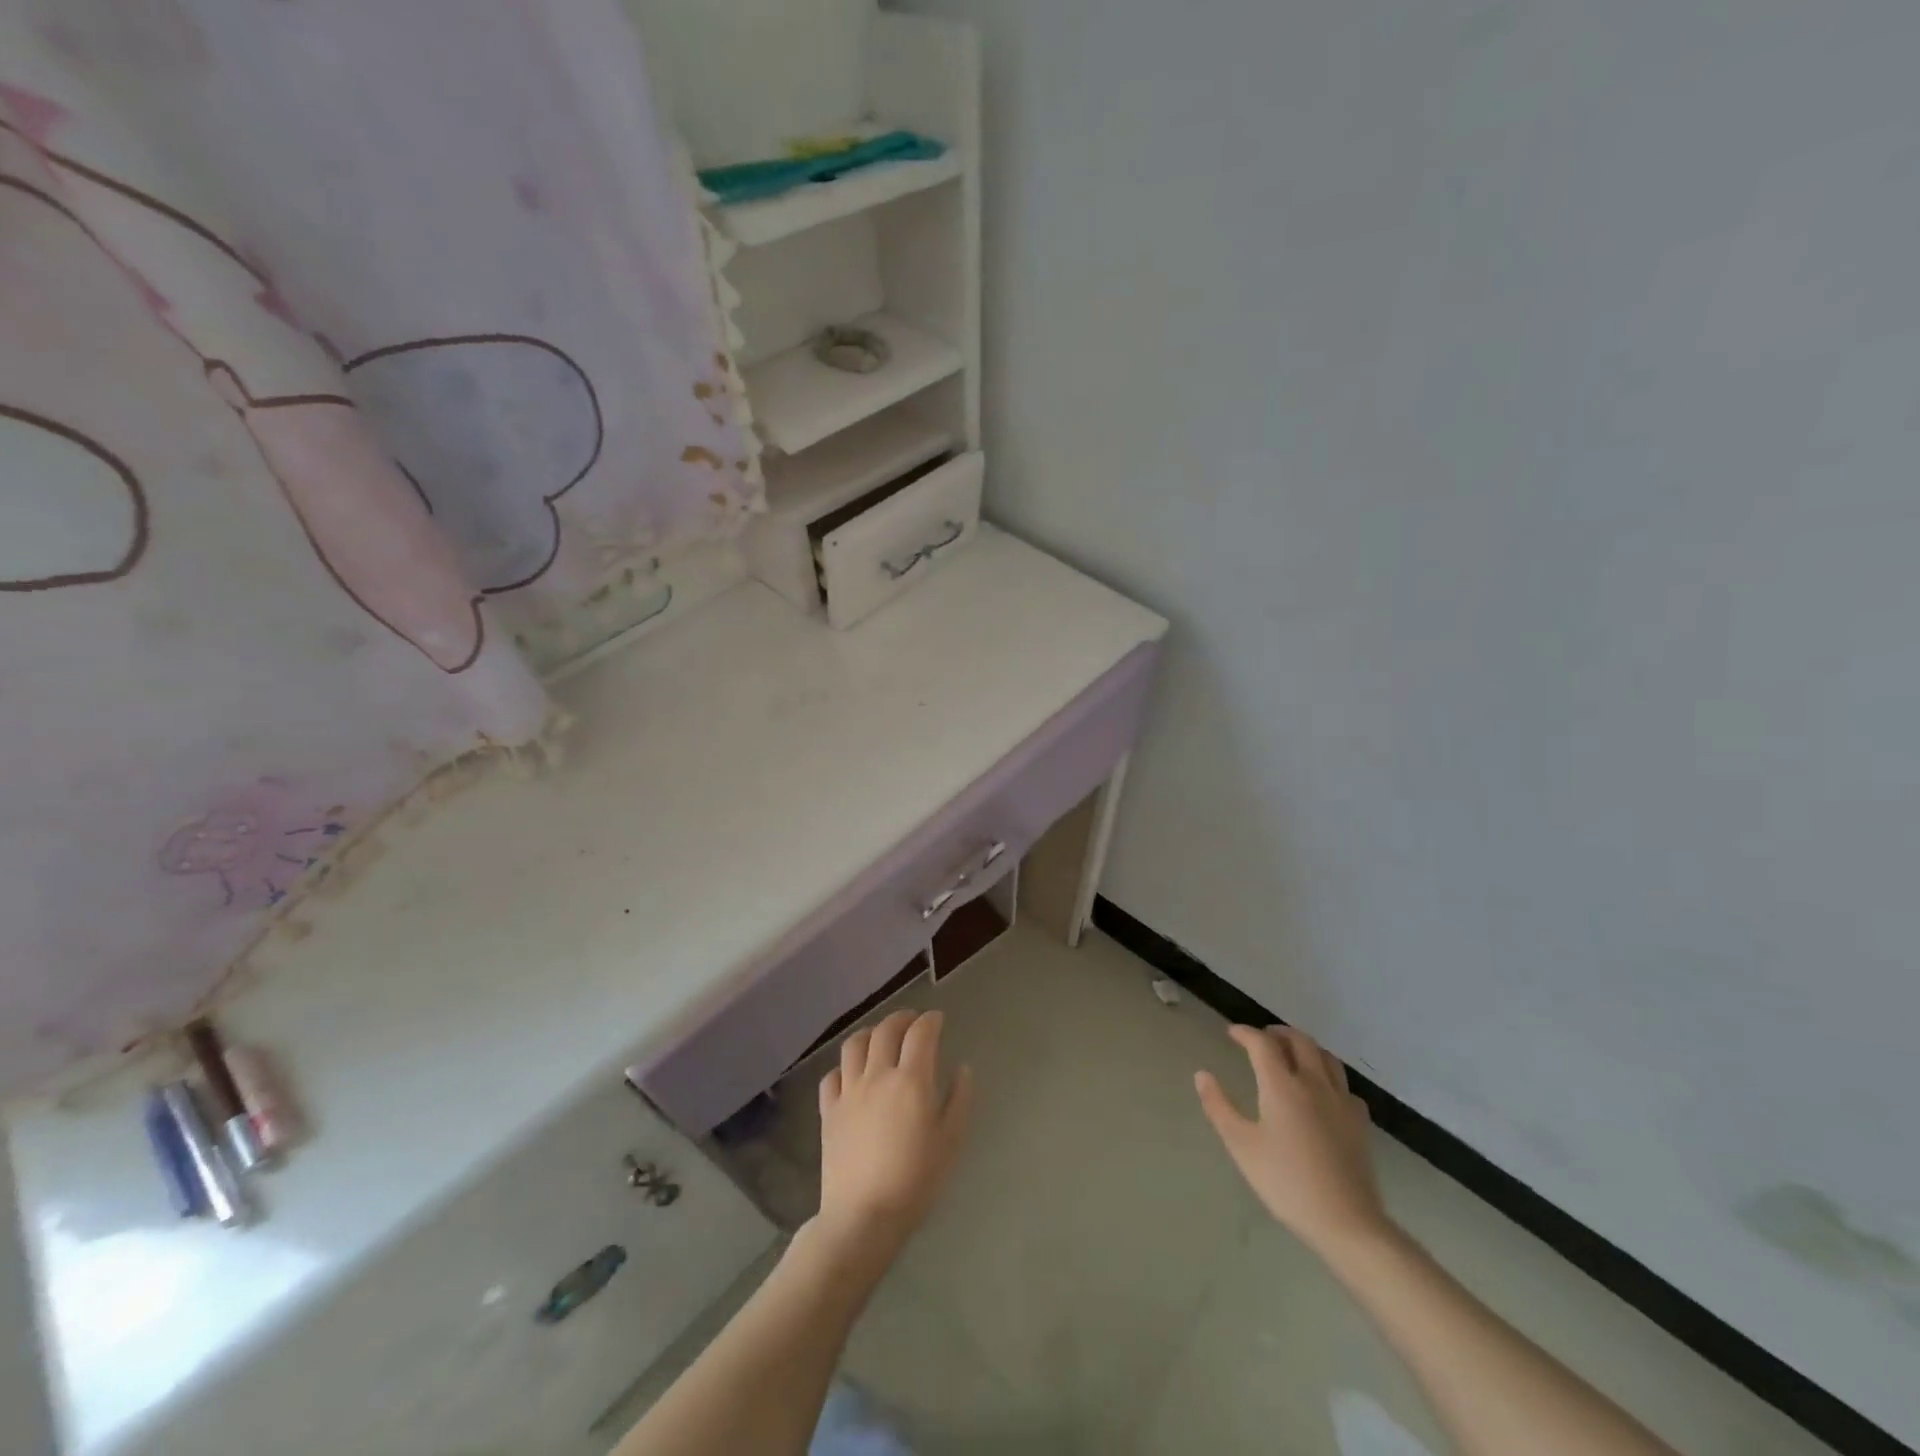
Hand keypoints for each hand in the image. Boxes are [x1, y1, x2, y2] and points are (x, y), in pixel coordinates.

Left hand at [814, 1009, 973, 1261]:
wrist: (863, 1216)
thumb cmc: (915, 1181)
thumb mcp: (950, 1142)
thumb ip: (959, 1100)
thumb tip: (963, 1068)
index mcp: (911, 1080)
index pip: (921, 1033)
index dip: (930, 1020)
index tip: (937, 1019)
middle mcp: (878, 1075)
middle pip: (886, 1030)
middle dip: (902, 1018)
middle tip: (913, 1022)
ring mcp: (849, 1091)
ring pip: (854, 1044)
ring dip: (870, 1032)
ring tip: (880, 1037)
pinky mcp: (828, 1110)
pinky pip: (832, 1075)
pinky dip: (844, 1067)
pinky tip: (852, 1074)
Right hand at [1196, 1025, 1392, 1260]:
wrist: (1346, 1222)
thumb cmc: (1286, 1183)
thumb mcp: (1241, 1146)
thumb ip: (1219, 1106)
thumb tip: (1201, 1075)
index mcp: (1282, 1085)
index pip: (1262, 1043)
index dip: (1245, 1033)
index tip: (1231, 1033)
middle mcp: (1314, 1083)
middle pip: (1300, 1040)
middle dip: (1277, 1032)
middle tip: (1261, 1038)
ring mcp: (1341, 1101)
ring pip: (1326, 1057)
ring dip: (1305, 1047)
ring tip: (1291, 1055)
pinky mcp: (1360, 1122)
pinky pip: (1344, 1085)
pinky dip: (1328, 1076)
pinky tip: (1322, 1092)